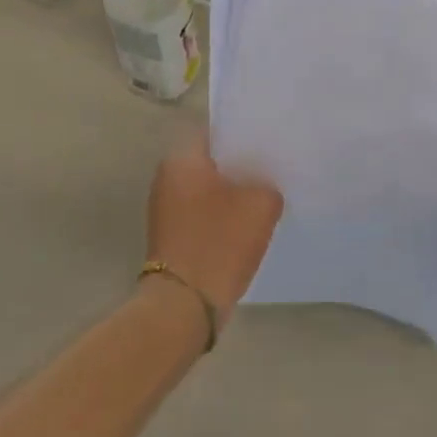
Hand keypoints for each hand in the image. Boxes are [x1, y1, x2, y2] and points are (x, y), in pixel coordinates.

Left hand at [146, 140, 282, 315]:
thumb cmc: (221, 242)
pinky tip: (245, 226)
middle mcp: (166, 178)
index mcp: (181, 160)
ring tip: (263, 199)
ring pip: (207, 190)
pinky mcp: (170, 235)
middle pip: (210, 162)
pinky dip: (221, 216)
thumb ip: (267, 185)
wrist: (185, 303)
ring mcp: (164, 209)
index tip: (268, 144)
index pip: (216, 133)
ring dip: (230, 194)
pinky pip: (202, 214)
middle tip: (271, 171)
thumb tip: (261, 188)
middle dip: (239, 167)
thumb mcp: (262, 205)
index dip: (244, 136)